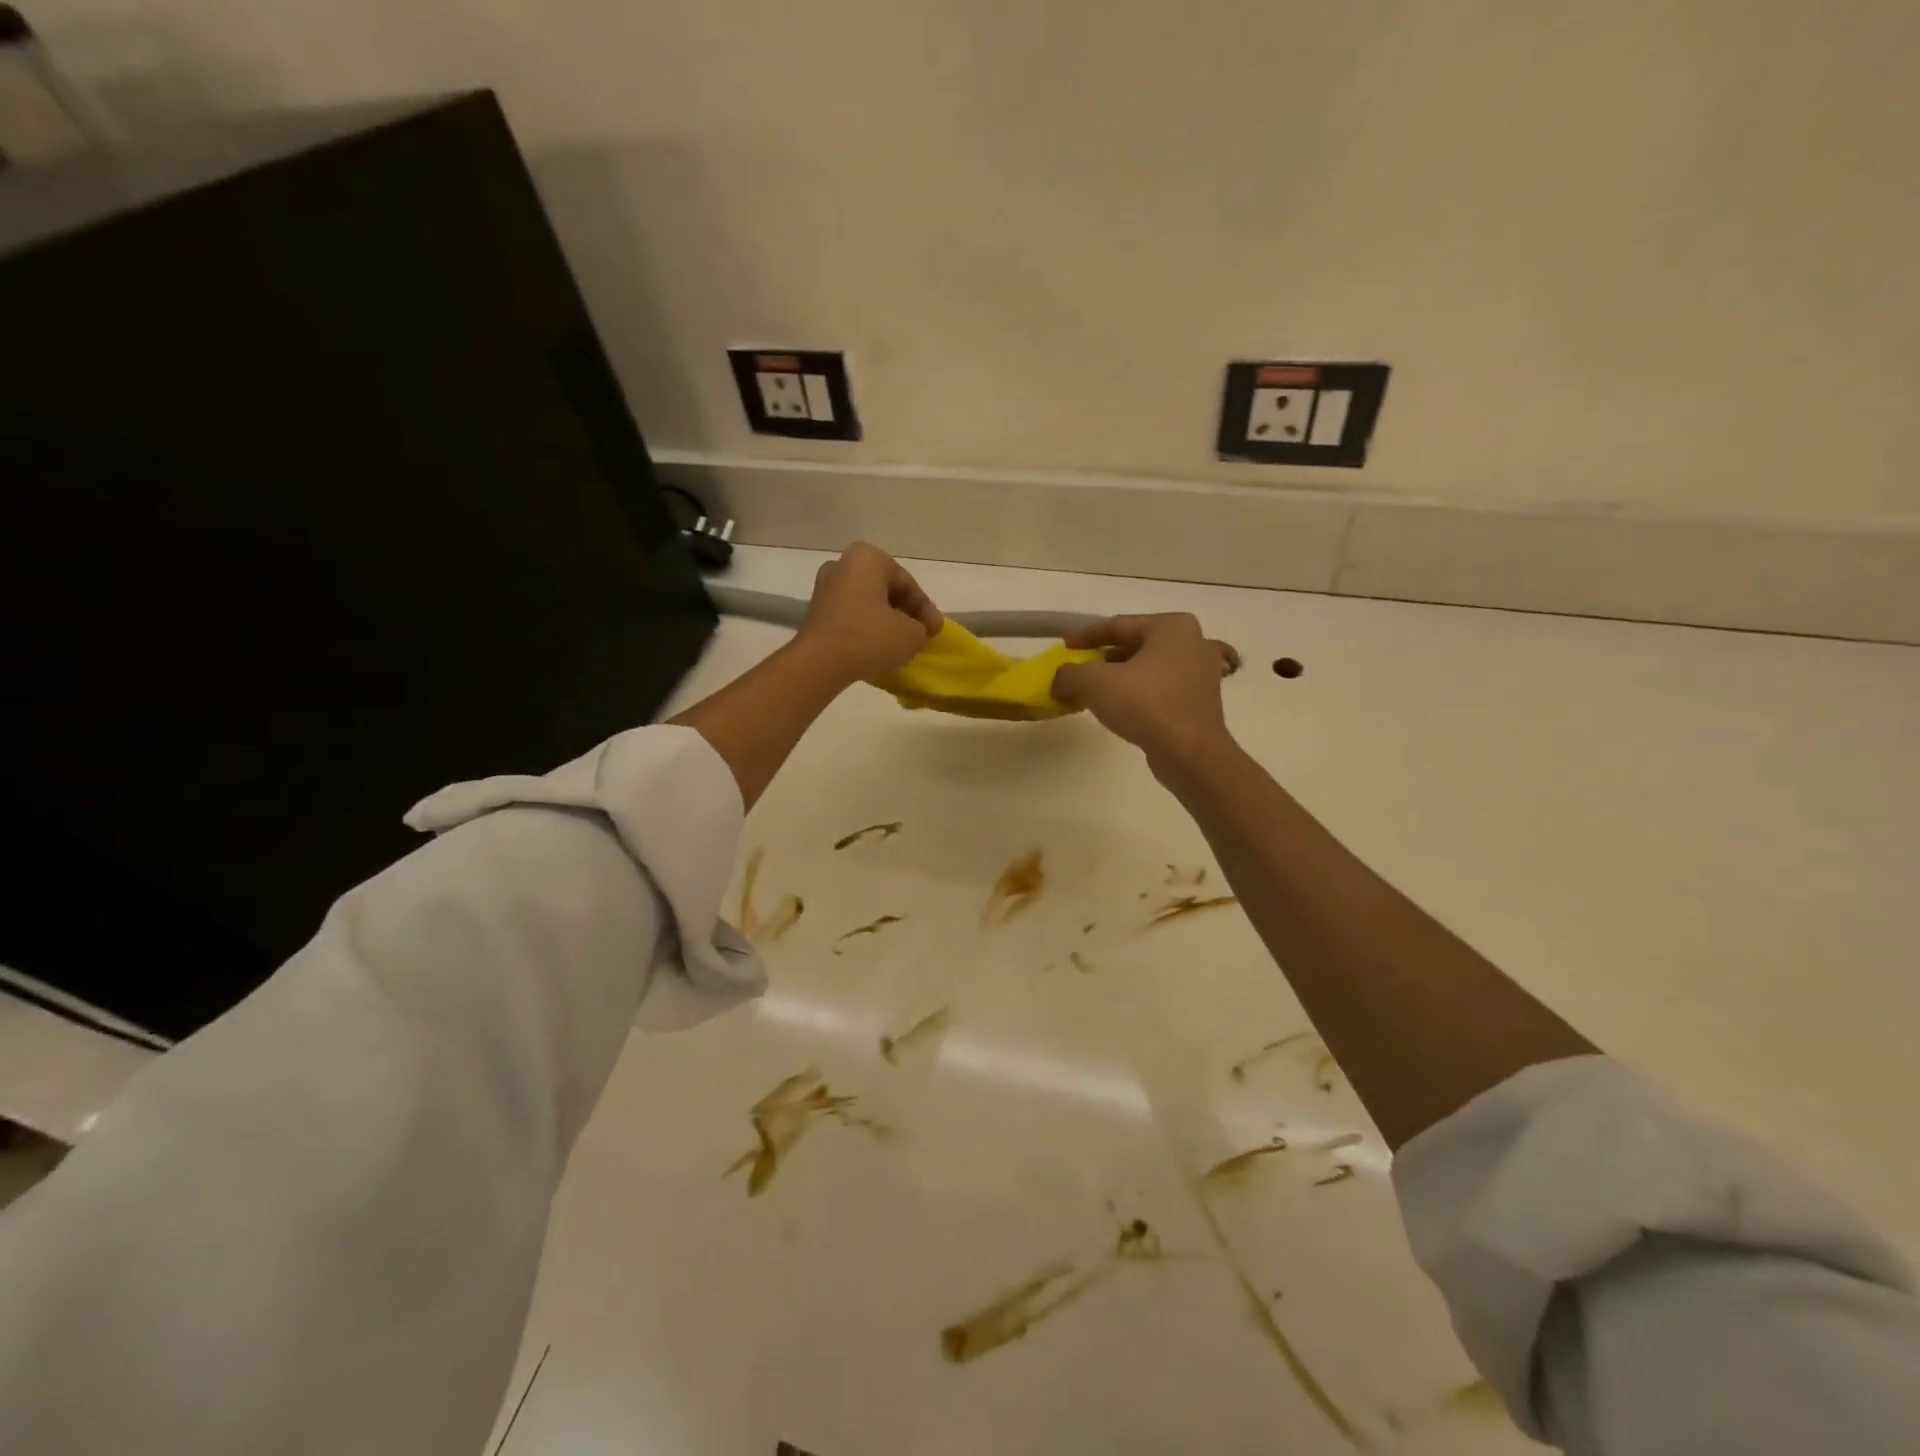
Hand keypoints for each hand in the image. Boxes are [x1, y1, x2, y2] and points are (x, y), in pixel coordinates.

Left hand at [795, 542, 942, 682]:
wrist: (819, 662)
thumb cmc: (869, 637)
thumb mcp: (911, 634)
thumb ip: (920, 627)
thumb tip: (914, 630)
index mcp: (868, 558)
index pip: (907, 583)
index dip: (926, 609)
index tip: (936, 631)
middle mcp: (843, 565)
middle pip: (885, 589)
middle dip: (904, 611)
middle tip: (920, 633)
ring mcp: (824, 588)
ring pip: (866, 603)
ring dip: (885, 620)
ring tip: (900, 642)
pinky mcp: (815, 613)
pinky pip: (850, 617)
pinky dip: (866, 628)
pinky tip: (877, 647)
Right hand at [1051, 614, 1240, 762]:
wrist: (1190, 753)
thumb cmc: (1146, 704)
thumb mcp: (1095, 683)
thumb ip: (1070, 675)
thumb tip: (1060, 681)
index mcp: (1172, 627)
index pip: (1119, 625)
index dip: (1086, 635)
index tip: (1064, 645)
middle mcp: (1193, 642)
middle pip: (1137, 645)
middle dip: (1105, 657)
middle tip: (1081, 668)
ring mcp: (1202, 673)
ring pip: (1151, 667)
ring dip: (1122, 677)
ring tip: (1096, 690)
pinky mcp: (1201, 702)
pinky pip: (1163, 689)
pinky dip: (1140, 693)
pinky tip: (1122, 708)